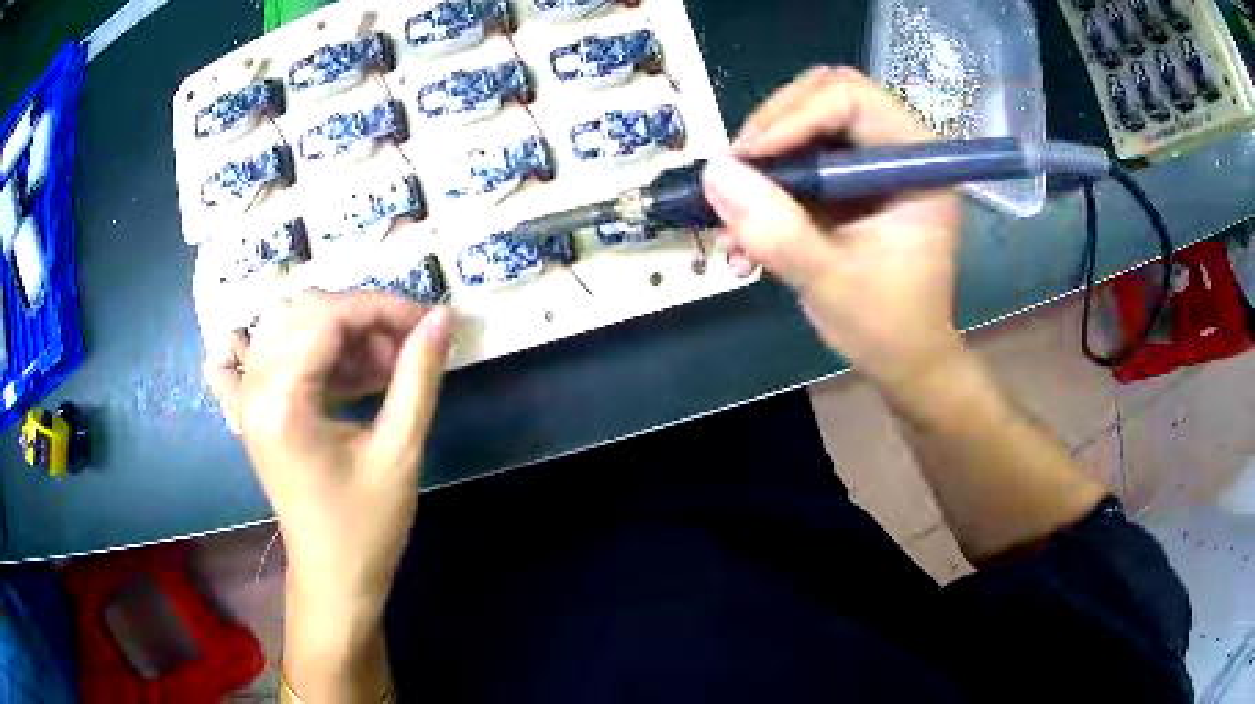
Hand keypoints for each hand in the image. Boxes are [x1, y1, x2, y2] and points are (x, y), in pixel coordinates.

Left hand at [204, 291, 451, 609]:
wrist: (333, 576)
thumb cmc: (367, 525)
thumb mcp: (400, 451)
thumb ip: (418, 376)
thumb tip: (442, 317)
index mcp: (283, 401)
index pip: (327, 315)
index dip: (382, 307)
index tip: (426, 322)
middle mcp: (254, 389)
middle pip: (303, 310)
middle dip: (360, 317)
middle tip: (402, 351)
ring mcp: (246, 398)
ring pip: (283, 324)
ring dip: (333, 331)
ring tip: (373, 367)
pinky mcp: (250, 410)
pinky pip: (251, 353)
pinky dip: (284, 342)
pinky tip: (310, 357)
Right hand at [702, 67, 964, 386]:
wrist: (905, 361)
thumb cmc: (886, 327)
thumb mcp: (829, 281)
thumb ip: (776, 229)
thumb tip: (714, 172)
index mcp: (917, 163)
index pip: (852, 97)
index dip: (793, 117)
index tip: (747, 161)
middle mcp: (899, 149)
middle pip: (826, 95)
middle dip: (773, 127)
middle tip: (738, 172)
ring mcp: (875, 162)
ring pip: (808, 120)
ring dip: (765, 157)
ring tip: (734, 205)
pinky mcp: (853, 180)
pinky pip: (803, 154)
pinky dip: (770, 180)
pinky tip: (747, 224)